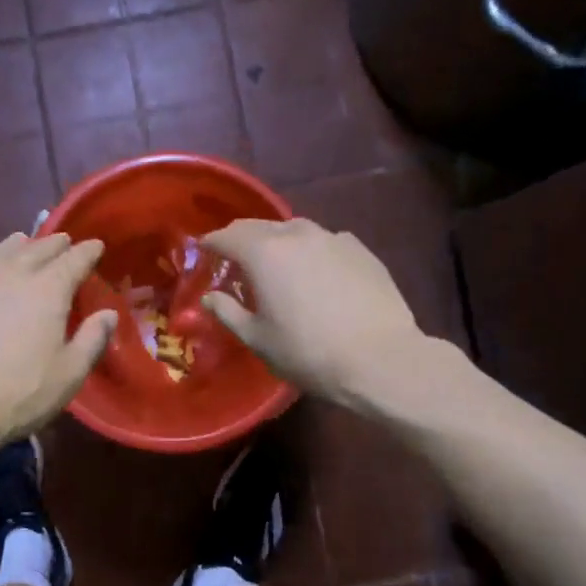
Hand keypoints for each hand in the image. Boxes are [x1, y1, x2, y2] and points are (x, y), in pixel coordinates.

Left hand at [0, 233, 117, 448]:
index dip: (87, 251)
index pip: (74, 260)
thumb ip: (92, 340)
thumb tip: (108, 314)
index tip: (96, 245)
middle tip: (62, 240)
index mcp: (48, 289)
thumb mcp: (70, 373)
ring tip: (21, 242)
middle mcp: (11, 275)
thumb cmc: (21, 390)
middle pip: (36, 249)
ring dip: (14, 246)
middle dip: (53, 244)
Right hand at [200, 218, 455, 411]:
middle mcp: (298, 235)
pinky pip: (326, 242)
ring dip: (278, 242)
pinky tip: (317, 273)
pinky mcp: (361, 250)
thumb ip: (228, 313)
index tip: (204, 251)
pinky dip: (312, 251)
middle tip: (234, 257)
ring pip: (296, 230)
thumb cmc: (308, 352)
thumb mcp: (258, 339)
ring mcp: (334, 238)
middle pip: (259, 226)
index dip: (211, 243)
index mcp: (265, 253)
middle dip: (242, 238)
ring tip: (277, 263)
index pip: (228, 236)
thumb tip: (210, 297)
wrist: (381, 359)